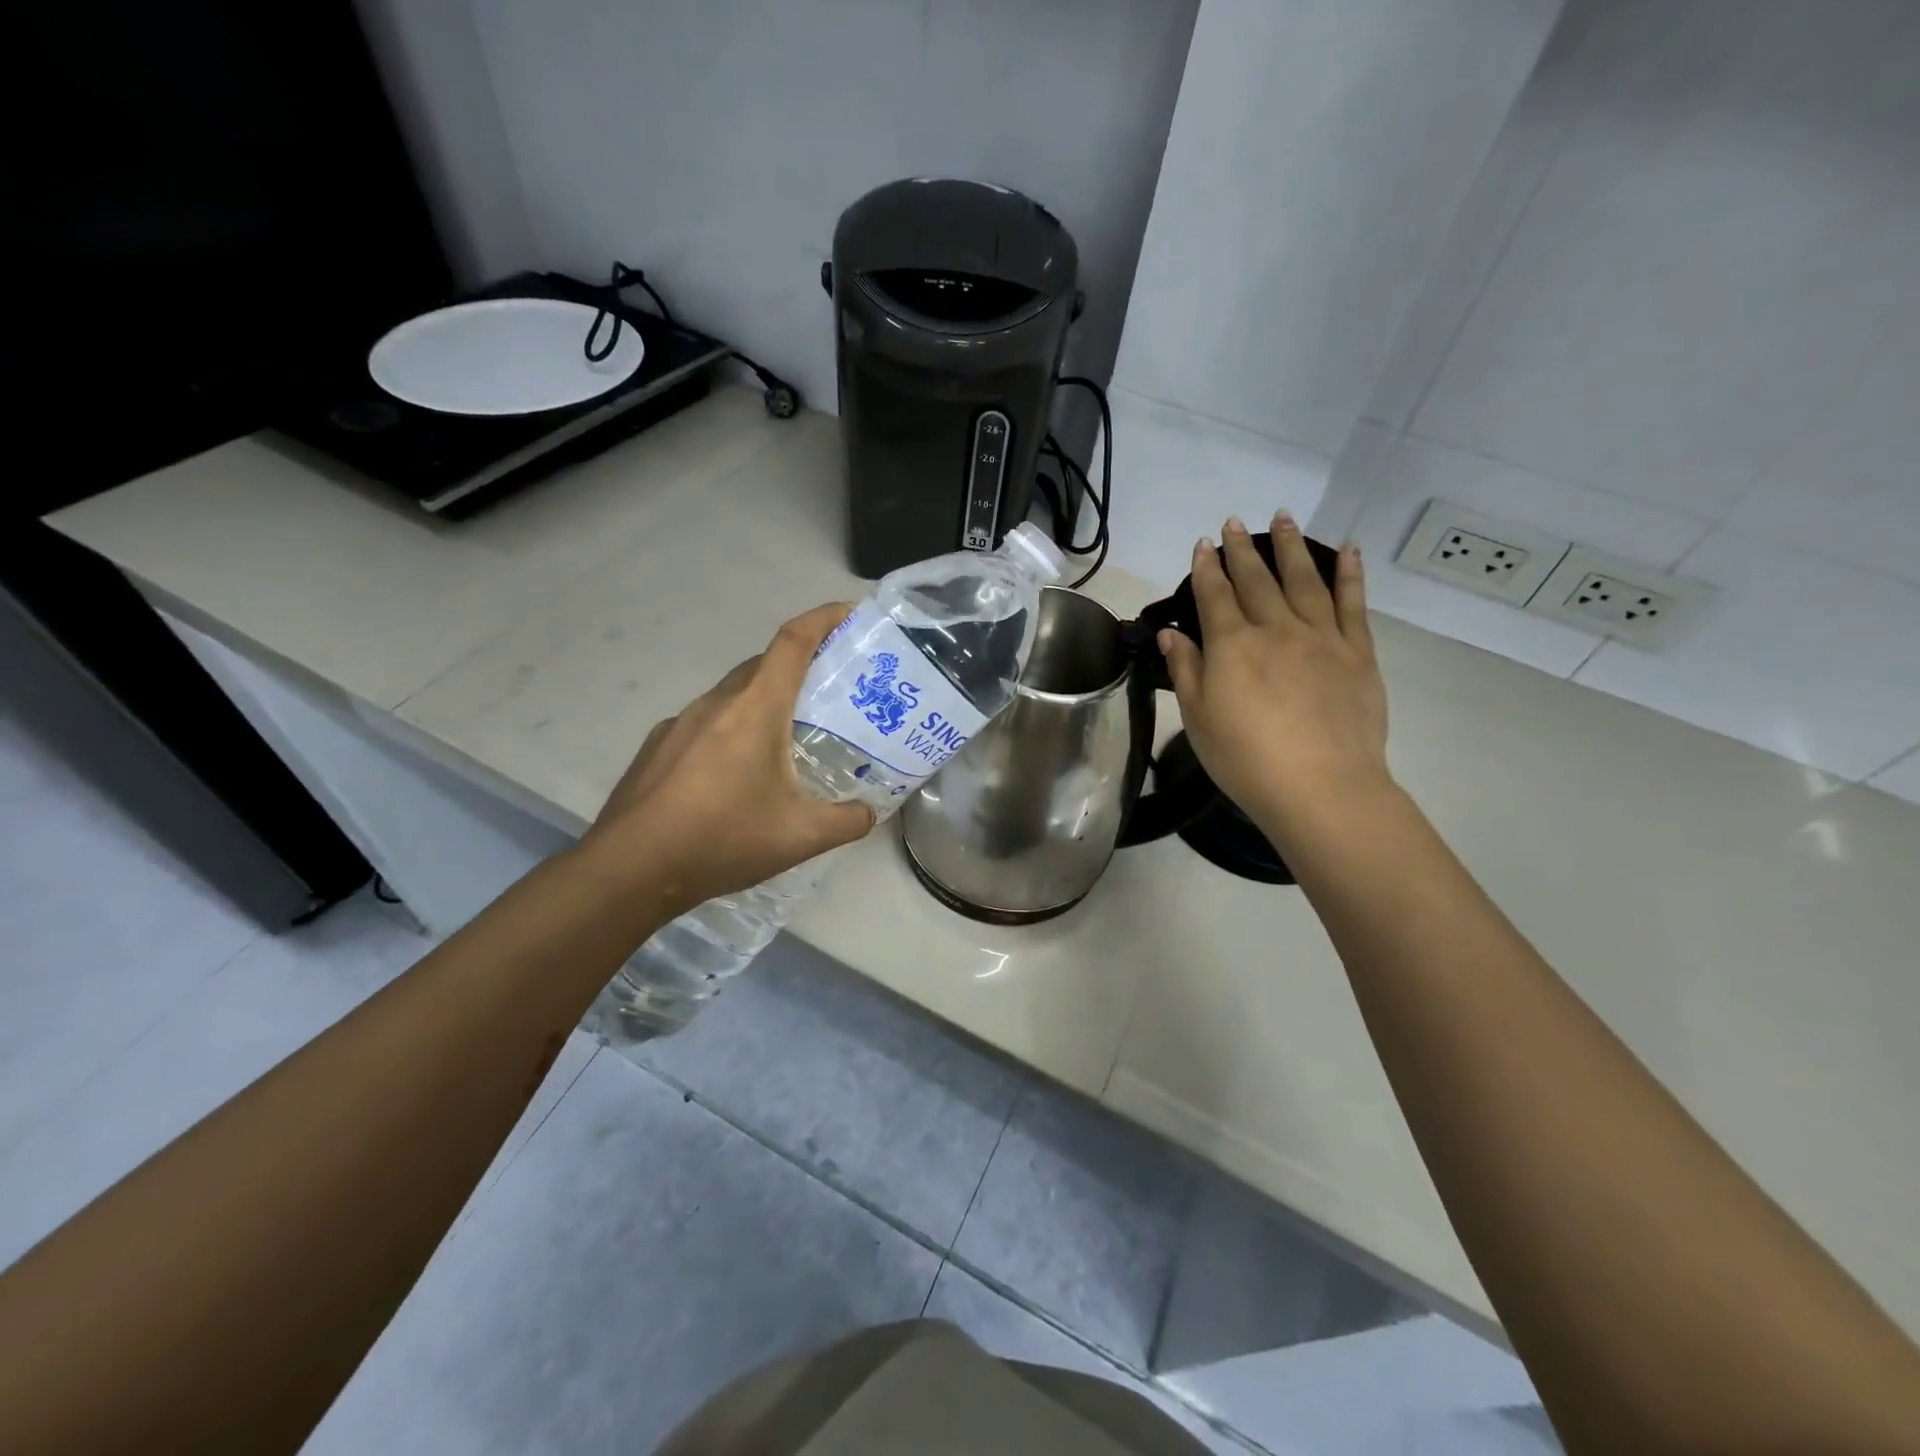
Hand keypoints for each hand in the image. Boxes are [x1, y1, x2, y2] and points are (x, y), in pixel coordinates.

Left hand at [580, 603, 874, 915]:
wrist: (631, 869)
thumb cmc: (722, 838)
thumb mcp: (801, 836)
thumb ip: (847, 820)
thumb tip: (869, 812)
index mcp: (756, 707)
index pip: (794, 641)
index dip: (824, 618)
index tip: (850, 614)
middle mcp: (717, 702)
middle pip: (765, 664)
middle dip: (801, 664)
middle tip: (832, 690)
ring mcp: (681, 722)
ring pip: (734, 693)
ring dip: (766, 700)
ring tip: (789, 735)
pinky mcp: (659, 746)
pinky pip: (707, 721)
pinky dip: (733, 728)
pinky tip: (737, 773)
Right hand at [1158, 511, 1390, 837]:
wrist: (1322, 787)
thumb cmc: (1246, 760)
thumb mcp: (1198, 720)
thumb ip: (1186, 671)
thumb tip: (1171, 633)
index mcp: (1232, 646)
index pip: (1214, 595)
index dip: (1206, 568)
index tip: (1202, 544)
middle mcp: (1276, 629)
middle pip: (1256, 580)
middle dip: (1242, 550)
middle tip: (1235, 522)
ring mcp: (1321, 637)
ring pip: (1304, 580)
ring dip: (1291, 547)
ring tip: (1284, 518)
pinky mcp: (1357, 652)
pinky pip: (1353, 603)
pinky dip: (1349, 573)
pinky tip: (1347, 551)